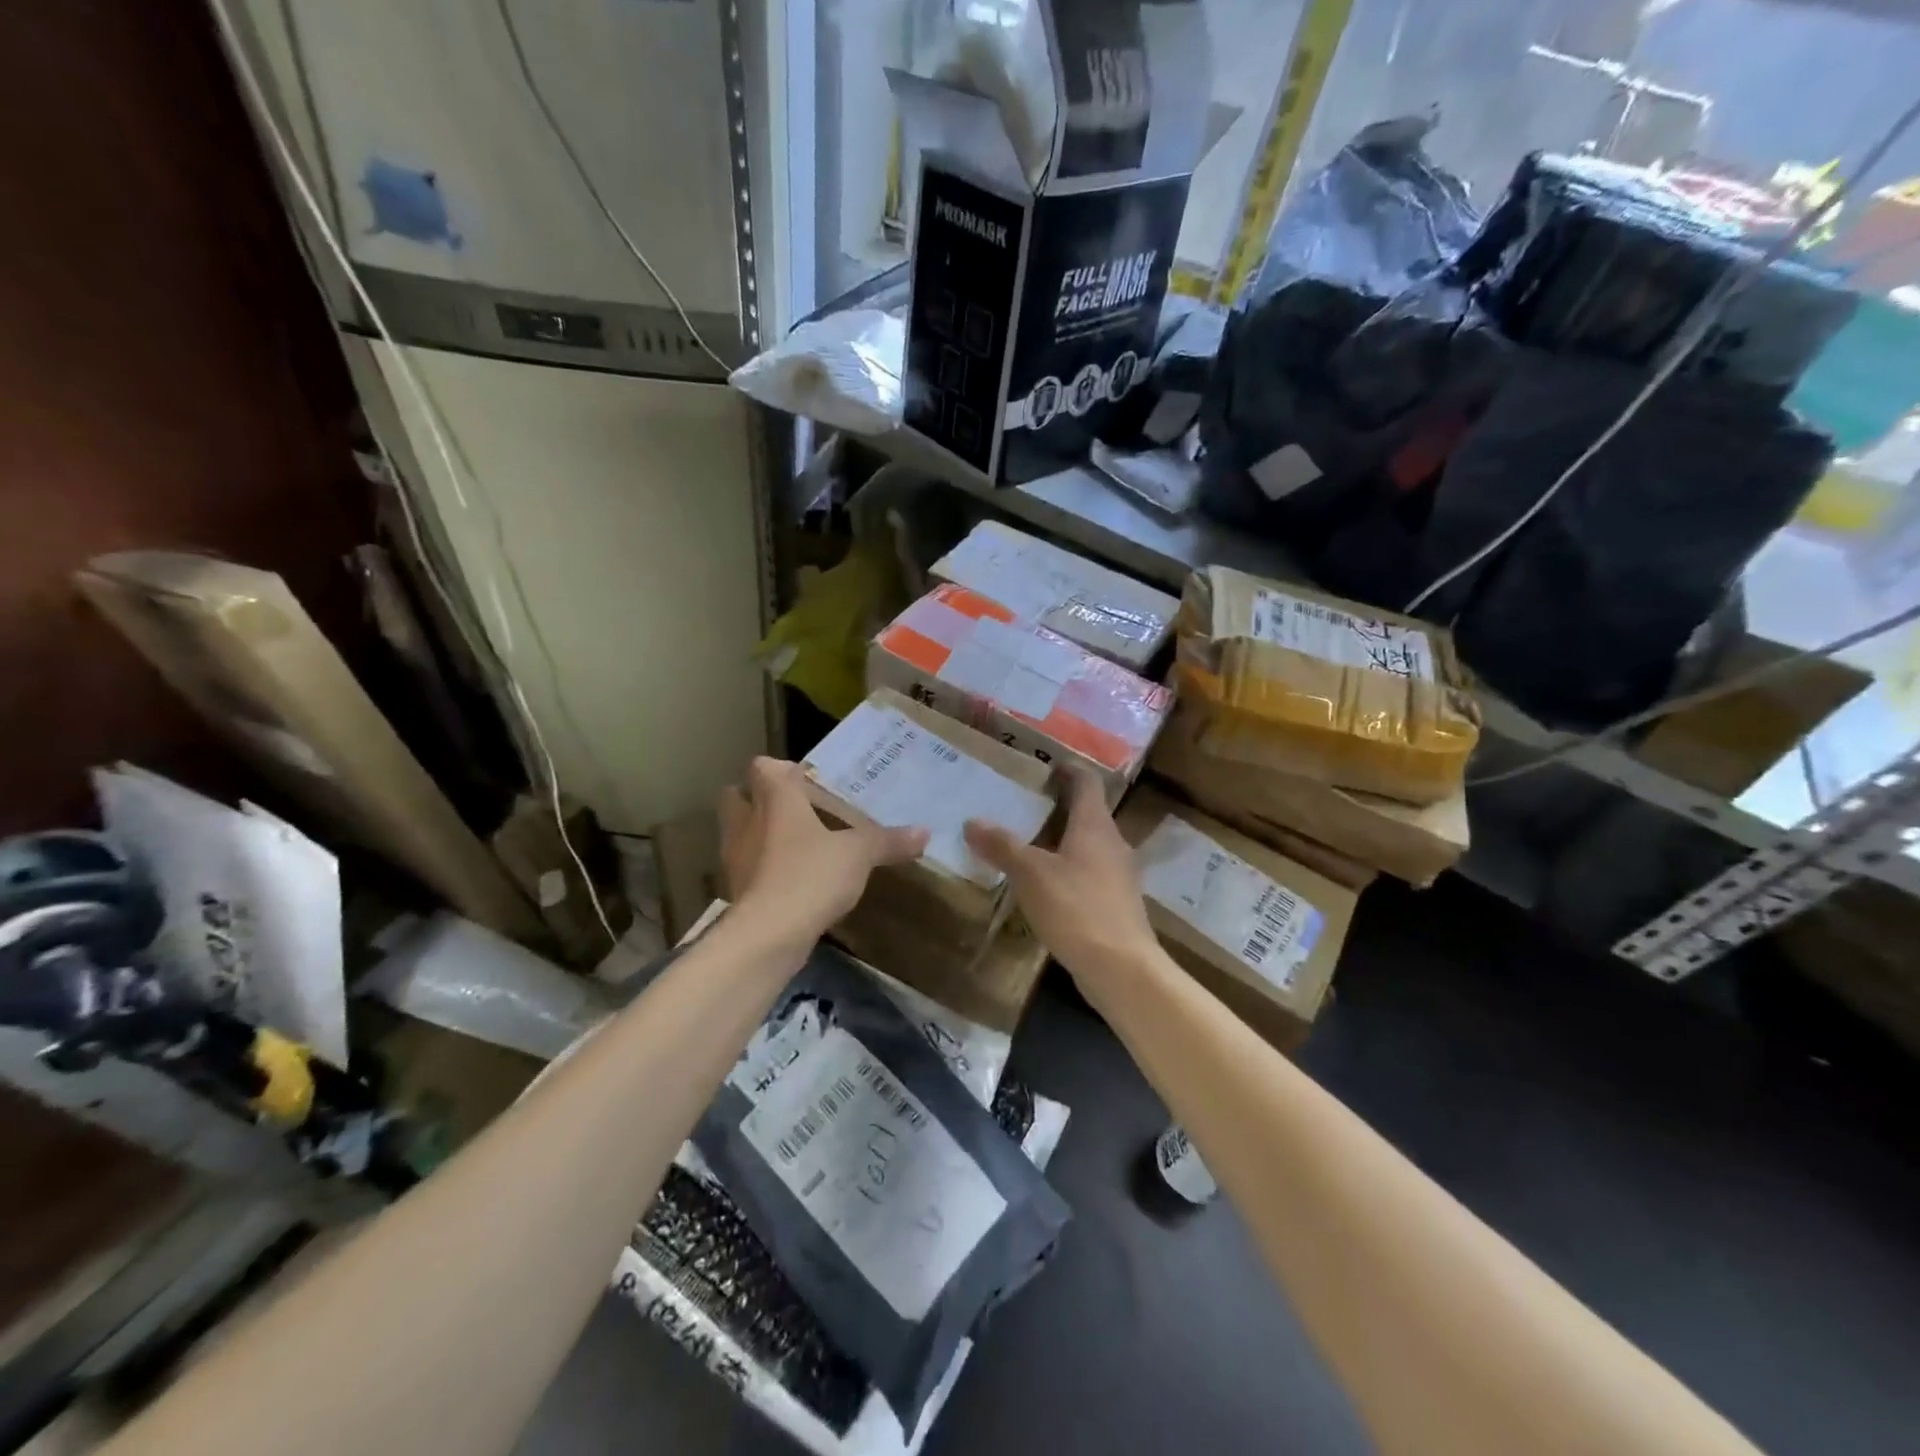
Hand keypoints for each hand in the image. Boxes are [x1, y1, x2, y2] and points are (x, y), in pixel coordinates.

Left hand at [718, 756, 927, 944]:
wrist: (768, 934)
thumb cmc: (810, 875)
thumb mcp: (859, 854)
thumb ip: (888, 840)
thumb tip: (925, 832)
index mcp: (775, 799)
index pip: (763, 767)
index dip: (781, 769)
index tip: (807, 781)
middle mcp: (747, 821)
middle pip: (737, 795)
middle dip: (759, 798)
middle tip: (796, 808)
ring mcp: (736, 857)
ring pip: (739, 833)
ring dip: (759, 834)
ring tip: (795, 845)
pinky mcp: (737, 890)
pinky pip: (748, 867)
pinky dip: (763, 868)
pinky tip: (790, 880)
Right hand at [964, 766, 1157, 982]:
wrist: (1121, 968)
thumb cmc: (1076, 908)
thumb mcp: (1030, 874)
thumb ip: (1002, 846)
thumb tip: (971, 822)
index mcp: (1095, 825)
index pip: (1088, 782)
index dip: (1069, 770)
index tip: (1047, 765)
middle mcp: (1113, 843)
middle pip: (1089, 813)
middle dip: (1060, 806)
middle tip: (1025, 805)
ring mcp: (1119, 875)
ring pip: (1090, 846)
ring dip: (1064, 840)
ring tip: (1030, 844)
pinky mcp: (1117, 904)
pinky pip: (1090, 874)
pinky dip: (1069, 869)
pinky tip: (1047, 886)